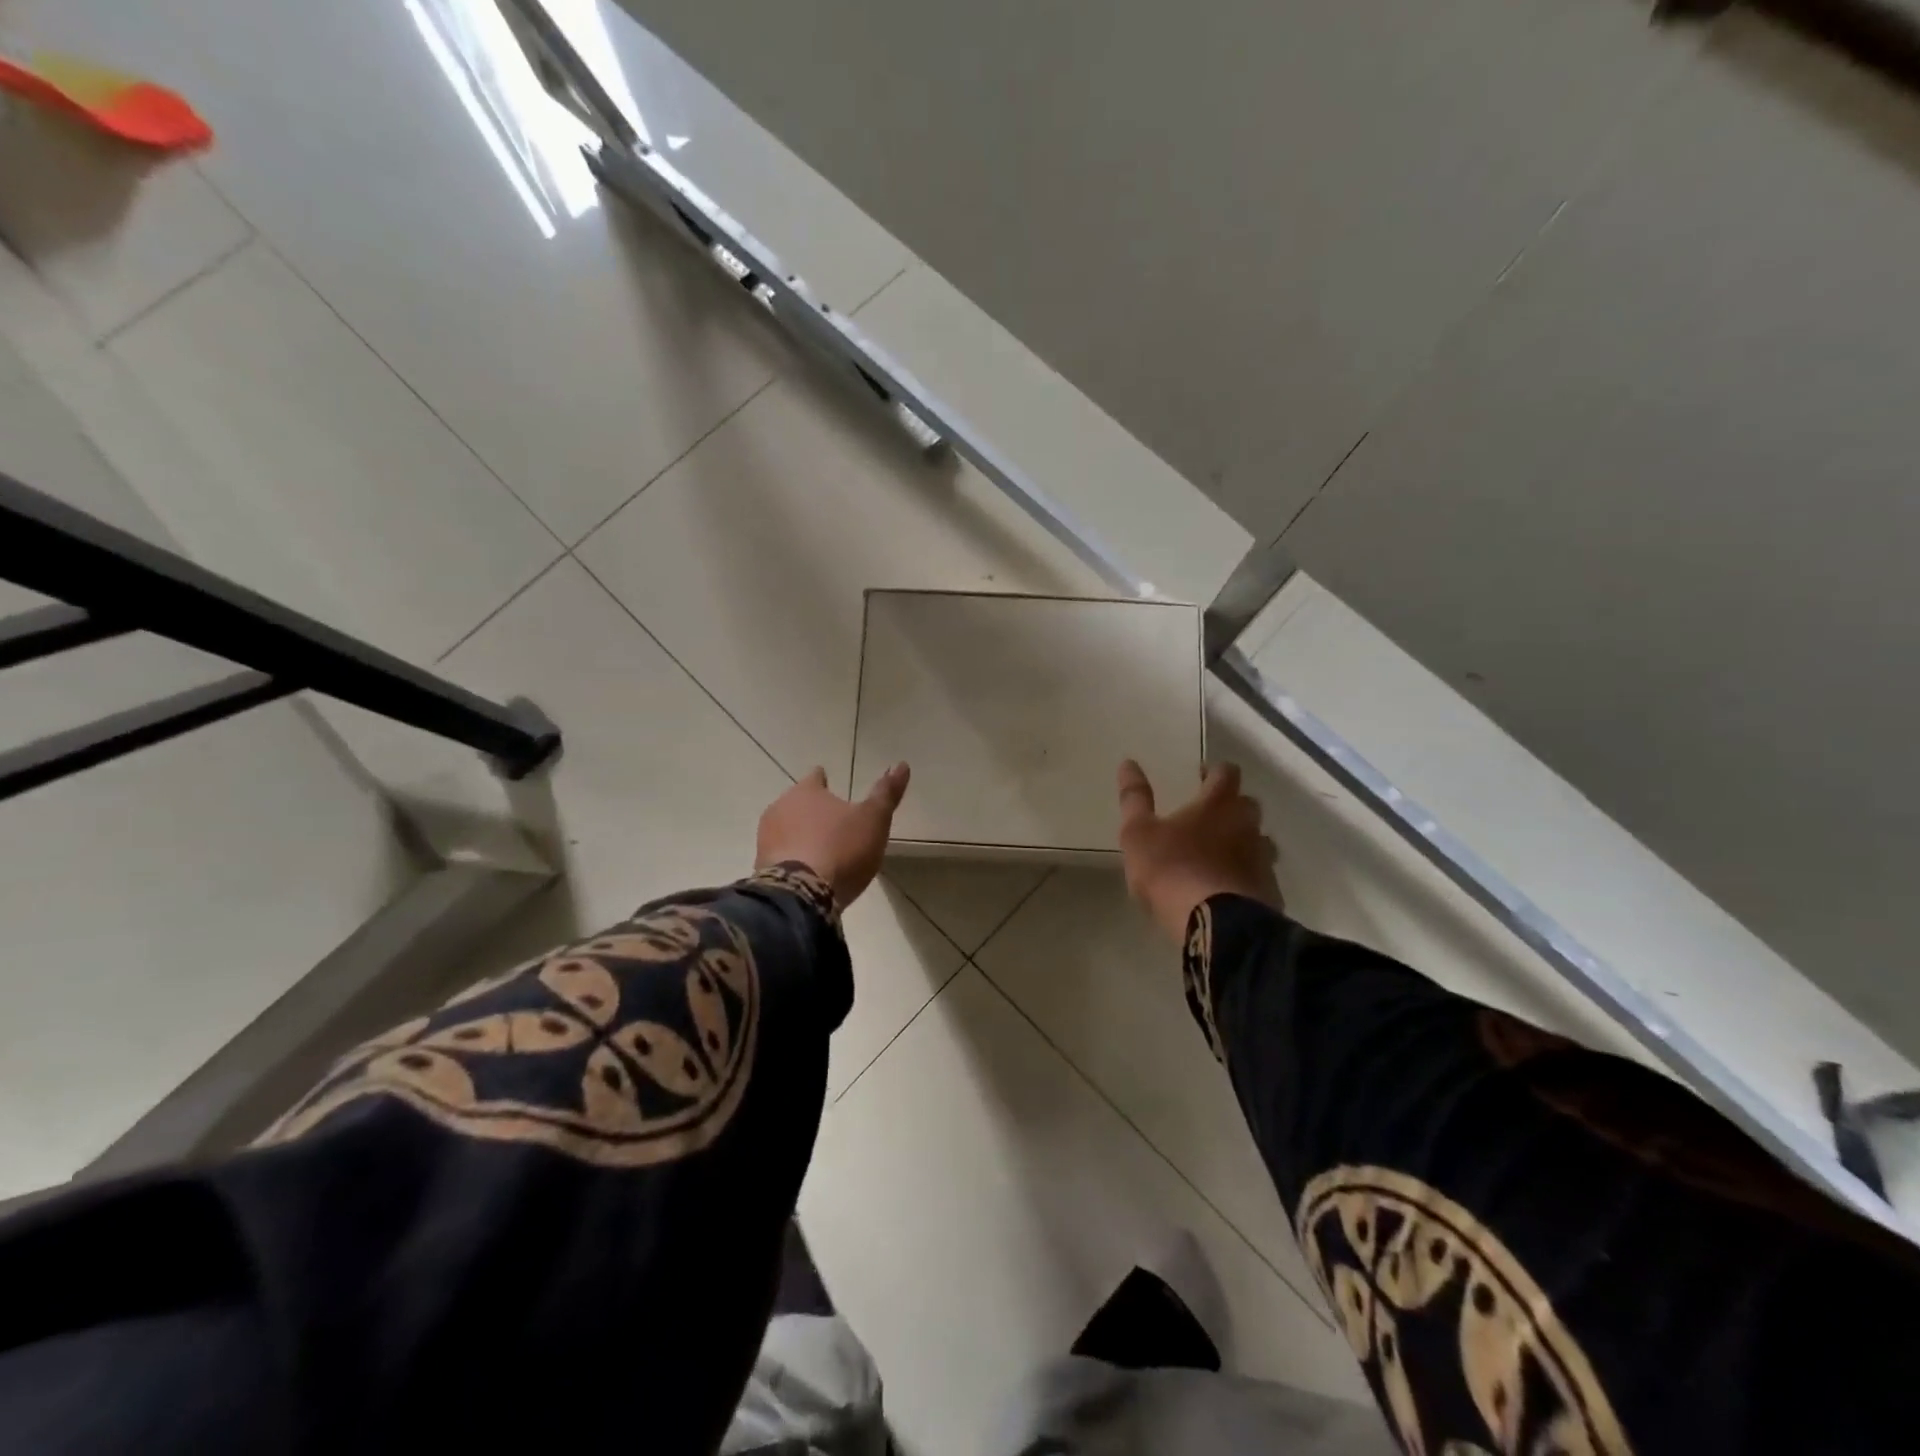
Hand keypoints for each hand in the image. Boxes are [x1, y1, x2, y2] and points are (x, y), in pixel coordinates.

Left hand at [756, 763, 910, 908]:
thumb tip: (902, 764)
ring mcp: (766, 837)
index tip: (830, 785)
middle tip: (831, 824)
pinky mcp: (760, 866)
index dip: (824, 781)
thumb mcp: (874, 819)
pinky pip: (780, 854)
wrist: (800, 895)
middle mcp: (780, 807)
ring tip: (820, 849)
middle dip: (812, 810)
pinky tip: (806, 870)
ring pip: (786, 828)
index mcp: (807, 791)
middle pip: (798, 802)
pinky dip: (792, 857)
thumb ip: (886, 793)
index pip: (815, 777)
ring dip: (800, 834)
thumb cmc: (841, 849)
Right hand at [1116, 759, 1280, 942]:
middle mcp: (1247, 825)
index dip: (1214, 772)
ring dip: (1242, 843)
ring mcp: (1263, 859)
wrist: (1216, 926)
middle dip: (1230, 807)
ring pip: (1258, 841)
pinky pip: (1260, 875)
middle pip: (1246, 805)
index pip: (1225, 772)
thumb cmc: (1172, 871)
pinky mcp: (1270, 892)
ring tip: (1218, 857)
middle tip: (1206, 819)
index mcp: (1217, 805)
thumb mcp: (1138, 834)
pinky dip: (1246, 876)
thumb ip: (1134, 799)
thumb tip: (1128, 763)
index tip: (1199, 777)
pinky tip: (1228, 890)